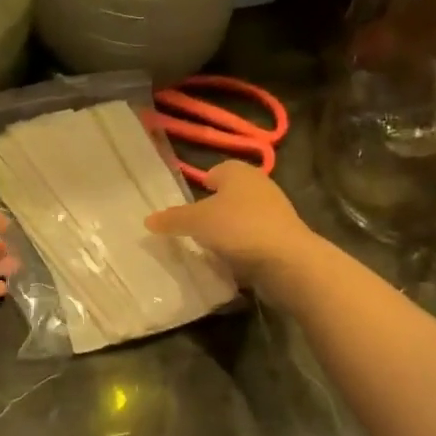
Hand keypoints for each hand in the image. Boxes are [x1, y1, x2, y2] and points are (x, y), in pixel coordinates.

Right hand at [144, 161, 318, 295]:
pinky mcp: (282, 238)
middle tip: (191, 231)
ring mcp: (274, 213)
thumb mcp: (196, 222)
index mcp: (239, 171)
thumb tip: (148, 219)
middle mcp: (259, 186)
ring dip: (227, 233)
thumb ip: (172, 219)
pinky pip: (253, 240)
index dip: (199, 188)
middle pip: (228, 197)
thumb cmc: (238, 228)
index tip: (186, 210)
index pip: (215, 172)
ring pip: (241, 219)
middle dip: (212, 212)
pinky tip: (229, 263)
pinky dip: (241, 249)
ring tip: (208, 250)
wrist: (287, 261)